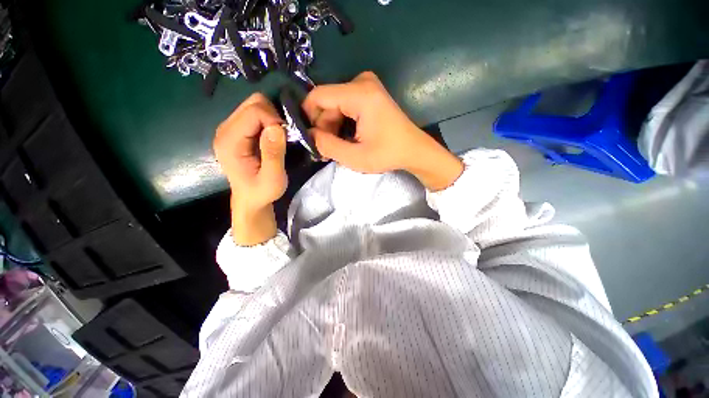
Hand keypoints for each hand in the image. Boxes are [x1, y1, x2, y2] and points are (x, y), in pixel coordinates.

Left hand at [214, 93, 287, 245]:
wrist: (250, 200)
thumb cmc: (262, 192)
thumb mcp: (273, 178)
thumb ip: (274, 154)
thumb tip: (277, 127)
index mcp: (230, 141)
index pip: (254, 112)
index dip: (274, 120)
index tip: (286, 138)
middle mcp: (225, 129)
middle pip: (252, 103)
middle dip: (273, 116)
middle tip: (282, 137)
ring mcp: (229, 128)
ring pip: (254, 105)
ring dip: (271, 118)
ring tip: (277, 138)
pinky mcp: (237, 131)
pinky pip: (255, 114)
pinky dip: (268, 121)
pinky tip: (271, 138)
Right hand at [302, 71, 463, 190]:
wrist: (414, 150)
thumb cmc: (387, 154)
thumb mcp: (355, 157)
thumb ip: (327, 146)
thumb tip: (308, 135)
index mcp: (359, 94)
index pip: (318, 96)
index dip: (308, 117)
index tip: (310, 139)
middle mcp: (362, 82)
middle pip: (327, 102)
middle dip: (323, 127)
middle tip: (325, 150)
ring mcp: (367, 85)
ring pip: (335, 105)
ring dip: (332, 127)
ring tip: (336, 148)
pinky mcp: (369, 93)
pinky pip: (345, 105)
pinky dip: (341, 123)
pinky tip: (345, 139)